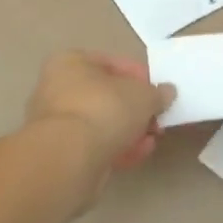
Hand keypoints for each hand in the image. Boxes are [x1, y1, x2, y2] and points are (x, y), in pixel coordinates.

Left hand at [25, 51, 174, 189]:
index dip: (138, 75)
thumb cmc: (104, 109)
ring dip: (128, 130)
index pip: (110, 63)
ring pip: (101, 123)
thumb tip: (166, 92)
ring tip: (151, 139)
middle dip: (134, 108)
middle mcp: (57, 88)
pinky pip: (94, 145)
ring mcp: (56, 124)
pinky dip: (116, 148)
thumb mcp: (143, 95)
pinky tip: (138, 154)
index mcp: (70, 62)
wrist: (69, 159)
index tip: (156, 90)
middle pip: (105, 95)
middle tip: (156, 117)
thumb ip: (157, 93)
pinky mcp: (60, 154)